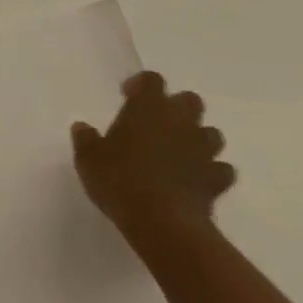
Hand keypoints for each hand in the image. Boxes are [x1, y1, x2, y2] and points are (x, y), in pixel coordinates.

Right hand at [70, 72, 234, 247]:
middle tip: (156, 124)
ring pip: (211, 133)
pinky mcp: (216, 180)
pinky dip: (211, 172)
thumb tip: (82, 127)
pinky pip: (221, 169)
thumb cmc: (120, 180)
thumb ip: (86, 139)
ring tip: (178, 153)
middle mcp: (180, 121)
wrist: (163, 223)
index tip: (127, 97)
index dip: (140, 84)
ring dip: (197, 138)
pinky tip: (196, 182)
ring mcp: (203, 150)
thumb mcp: (89, 159)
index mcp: (148, 107)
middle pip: (190, 100)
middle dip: (176, 108)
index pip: (152, 79)